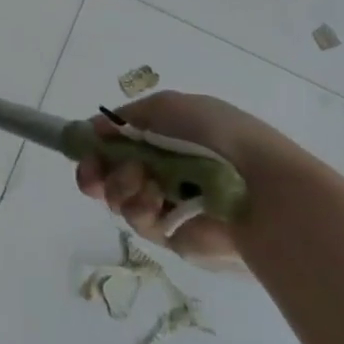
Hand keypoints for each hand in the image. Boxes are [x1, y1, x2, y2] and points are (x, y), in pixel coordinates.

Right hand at [74, 91, 281, 265]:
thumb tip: (96, 129)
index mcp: (166, 138)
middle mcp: (163, 170)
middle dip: (96, 173)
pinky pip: (140, 222)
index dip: (96, 147)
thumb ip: (127, 117)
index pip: (118, 144)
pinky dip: (141, 208)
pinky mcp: (174, 237)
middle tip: (92, 176)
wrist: (259, 186)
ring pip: (120, 198)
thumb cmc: (216, 135)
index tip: (84, 150)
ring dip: (120, 187)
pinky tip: (156, 201)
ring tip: (142, 182)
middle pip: (111, 174)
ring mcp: (168, 204)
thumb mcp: (168, 107)